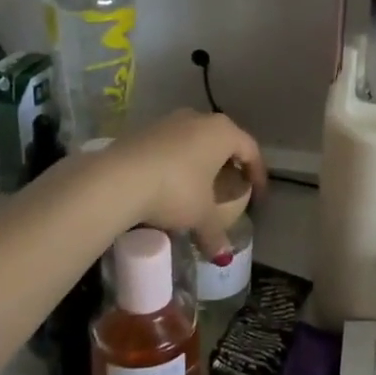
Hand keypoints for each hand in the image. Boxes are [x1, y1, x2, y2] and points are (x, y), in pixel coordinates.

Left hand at [99, 110, 265, 256]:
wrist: (117, 179)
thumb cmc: (175, 191)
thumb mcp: (200, 216)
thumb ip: (215, 233)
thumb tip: (222, 255)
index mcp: (222, 132)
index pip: (250, 150)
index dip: (258, 175)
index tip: (258, 196)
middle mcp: (198, 118)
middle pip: (223, 141)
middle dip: (228, 164)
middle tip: (230, 188)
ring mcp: (169, 121)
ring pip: (195, 141)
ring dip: (200, 162)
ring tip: (198, 188)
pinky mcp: (143, 130)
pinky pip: (171, 146)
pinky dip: (177, 163)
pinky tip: (169, 184)